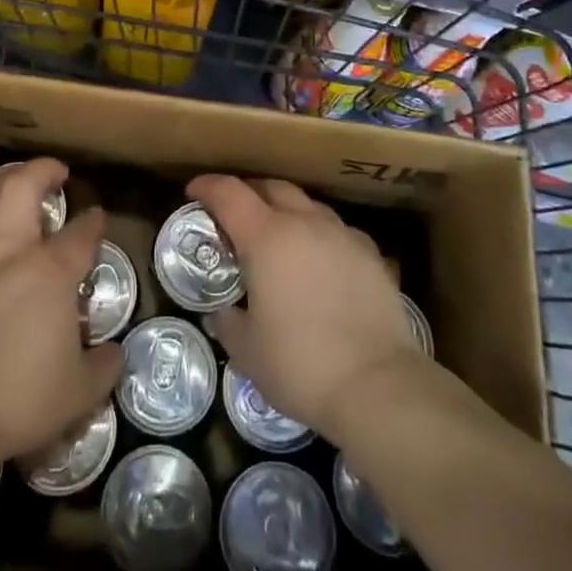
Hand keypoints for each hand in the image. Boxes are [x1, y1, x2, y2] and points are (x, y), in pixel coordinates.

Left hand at [0, 158, 123, 465]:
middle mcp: (11, 251)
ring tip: (13, 177)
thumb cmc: (19, 401)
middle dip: (44, 171)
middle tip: (56, 172)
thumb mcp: (80, 392)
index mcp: (51, 273)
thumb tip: (114, 353)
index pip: (81, 233)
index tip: (98, 216)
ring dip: (1, 179)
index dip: (94, 220)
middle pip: (24, 188)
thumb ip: (103, 367)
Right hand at [188, 174, 422, 437]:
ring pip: (307, 204)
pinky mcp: (371, 253)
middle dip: (248, 192)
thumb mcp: (247, 350)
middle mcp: (305, 223)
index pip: (229, 193)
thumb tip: (224, 312)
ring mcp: (342, 234)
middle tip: (233, 213)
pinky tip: (318, 259)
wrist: (378, 384)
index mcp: (267, 237)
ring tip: (277, 235)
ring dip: (286, 210)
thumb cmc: (301, 364)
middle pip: (271, 187)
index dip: (207, 186)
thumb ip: (228, 322)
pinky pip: (336, 229)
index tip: (193, 191)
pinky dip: (318, 233)